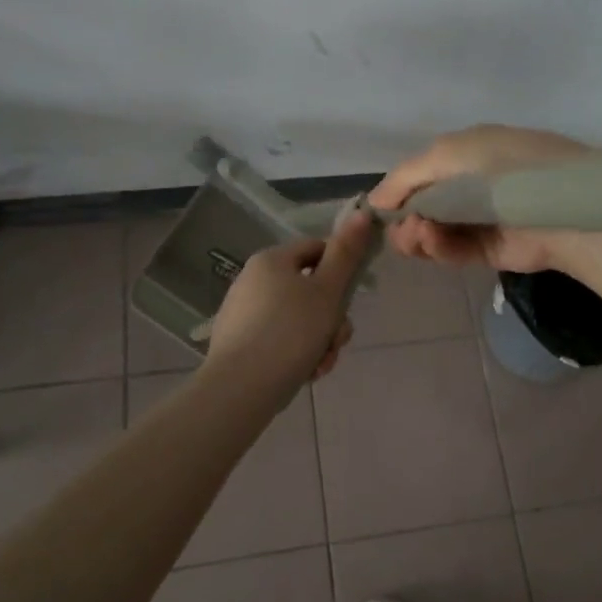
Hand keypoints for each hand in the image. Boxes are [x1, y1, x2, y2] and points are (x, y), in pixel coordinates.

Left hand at [204, 205, 372, 400]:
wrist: (241, 388)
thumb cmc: (291, 332)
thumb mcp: (327, 291)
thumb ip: (346, 254)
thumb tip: (362, 213)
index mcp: (271, 260)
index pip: (316, 250)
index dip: (340, 270)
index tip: (350, 299)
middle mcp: (253, 280)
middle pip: (310, 290)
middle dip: (331, 318)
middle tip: (337, 341)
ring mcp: (244, 313)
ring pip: (299, 320)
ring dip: (320, 341)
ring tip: (321, 364)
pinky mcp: (240, 343)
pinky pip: (280, 340)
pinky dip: (297, 354)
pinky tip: (304, 373)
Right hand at [370, 124, 594, 274]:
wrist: (558, 203)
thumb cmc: (502, 166)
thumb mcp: (447, 154)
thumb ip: (405, 177)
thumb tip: (374, 202)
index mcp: (466, 155)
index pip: (420, 177)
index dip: (397, 194)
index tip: (377, 212)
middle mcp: (471, 187)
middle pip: (423, 209)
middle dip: (405, 220)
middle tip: (400, 229)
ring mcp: (480, 220)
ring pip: (434, 234)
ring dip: (417, 235)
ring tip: (418, 235)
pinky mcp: (490, 251)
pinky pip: (454, 251)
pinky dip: (438, 248)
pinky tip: (430, 241)